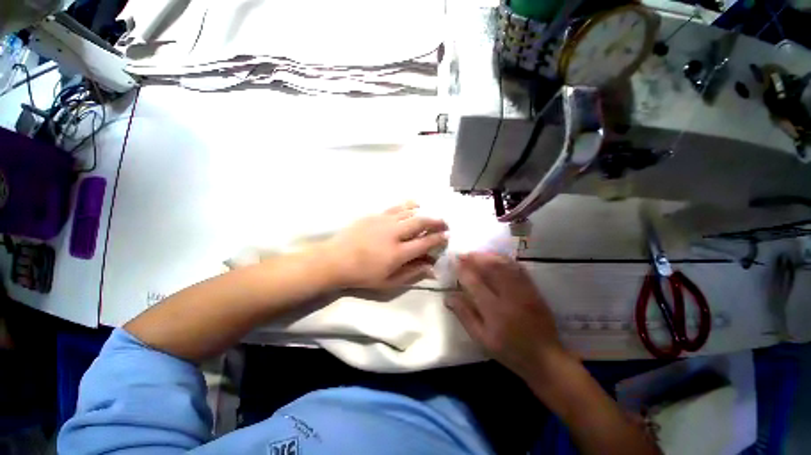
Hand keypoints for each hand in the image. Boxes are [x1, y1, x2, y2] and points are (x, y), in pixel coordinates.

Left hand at [324, 202, 447, 289]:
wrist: (335, 260)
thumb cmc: (362, 275)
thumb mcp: (388, 282)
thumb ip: (411, 274)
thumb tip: (431, 268)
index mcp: (398, 253)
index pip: (425, 243)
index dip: (439, 238)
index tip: (447, 235)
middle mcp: (394, 234)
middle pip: (420, 222)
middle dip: (436, 221)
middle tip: (444, 222)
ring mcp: (384, 221)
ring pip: (409, 212)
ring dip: (424, 212)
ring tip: (431, 214)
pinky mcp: (375, 215)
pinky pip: (396, 207)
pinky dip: (408, 205)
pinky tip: (414, 205)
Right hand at [447, 253, 566, 379]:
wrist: (545, 357)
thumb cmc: (509, 350)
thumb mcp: (481, 338)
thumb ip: (465, 315)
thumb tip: (448, 297)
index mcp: (494, 310)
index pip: (474, 282)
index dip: (462, 269)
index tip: (454, 261)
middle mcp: (509, 296)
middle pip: (491, 268)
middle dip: (475, 258)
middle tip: (463, 254)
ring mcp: (524, 290)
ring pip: (504, 264)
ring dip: (488, 256)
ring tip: (476, 254)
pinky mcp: (533, 289)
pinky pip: (517, 268)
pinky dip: (504, 260)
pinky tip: (496, 258)